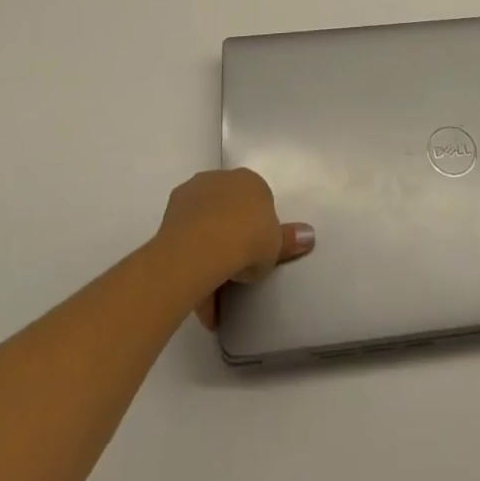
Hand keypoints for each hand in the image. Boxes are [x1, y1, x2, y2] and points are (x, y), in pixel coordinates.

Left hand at [156, 168, 313, 328]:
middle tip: (235, 276)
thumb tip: (309, 235)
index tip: (256, 257)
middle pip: (228, 212)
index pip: (256, 203)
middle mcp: (221, 180)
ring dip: (209, 257)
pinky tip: (198, 298)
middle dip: (230, 242)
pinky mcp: (170, 215)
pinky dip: (192, 265)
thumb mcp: (275, 245)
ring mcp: (193, 194)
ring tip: (214, 300)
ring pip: (204, 227)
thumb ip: (289, 240)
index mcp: (250, 181)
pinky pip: (186, 241)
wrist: (203, 246)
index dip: (257, 231)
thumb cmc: (248, 239)